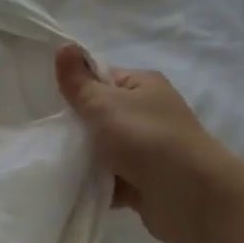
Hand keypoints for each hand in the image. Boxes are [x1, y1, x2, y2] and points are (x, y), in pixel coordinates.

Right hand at [55, 44, 239, 242]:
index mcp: (144, 86)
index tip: (53, 105)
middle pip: (100, 116)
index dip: (77, 89)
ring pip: (103, 150)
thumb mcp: (104, 103)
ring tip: (59, 165)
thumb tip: (64, 45)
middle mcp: (148, 114)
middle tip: (52, 136)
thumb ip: (78, 81)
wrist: (191, 196)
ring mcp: (148, 151)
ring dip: (85, 159)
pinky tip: (76, 187)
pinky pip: (111, 180)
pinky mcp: (144, 183)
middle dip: (77, 128)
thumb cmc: (145, 138)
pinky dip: (97, 184)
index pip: (102, 79)